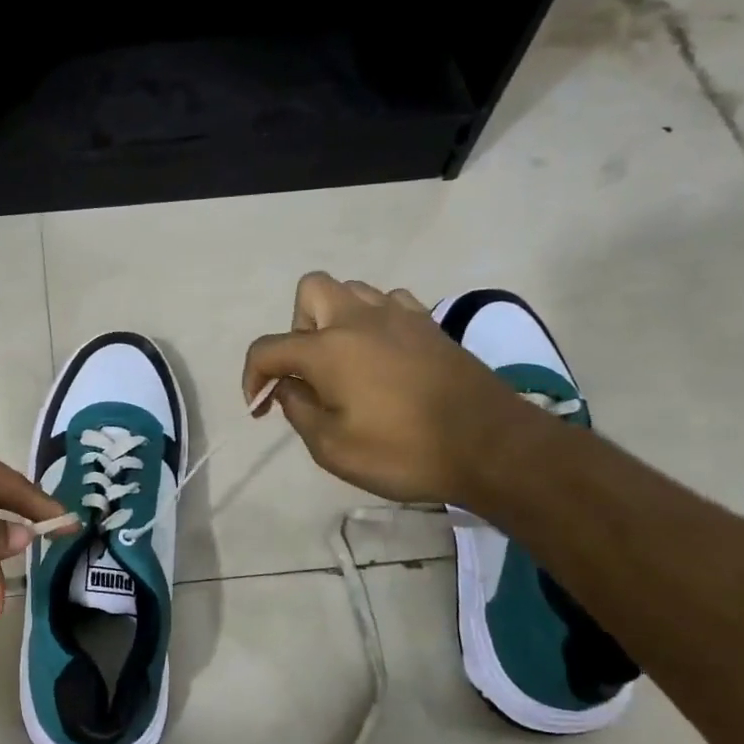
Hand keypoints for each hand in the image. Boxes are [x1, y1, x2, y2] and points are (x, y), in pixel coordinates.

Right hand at [241, 273, 532, 504]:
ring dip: (335, 320)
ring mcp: (399, 316)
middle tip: (308, 371)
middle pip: (309, 291)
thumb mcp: (333, 448)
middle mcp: (359, 319)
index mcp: (328, 349)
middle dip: (296, 327)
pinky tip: (381, 355)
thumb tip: (288, 388)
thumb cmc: (404, 452)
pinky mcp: (429, 325)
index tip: (258, 405)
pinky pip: (388, 303)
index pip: (269, 348)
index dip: (253, 376)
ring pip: (351, 291)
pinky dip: (373, 322)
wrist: (491, 446)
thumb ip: (299, 411)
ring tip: (344, 362)